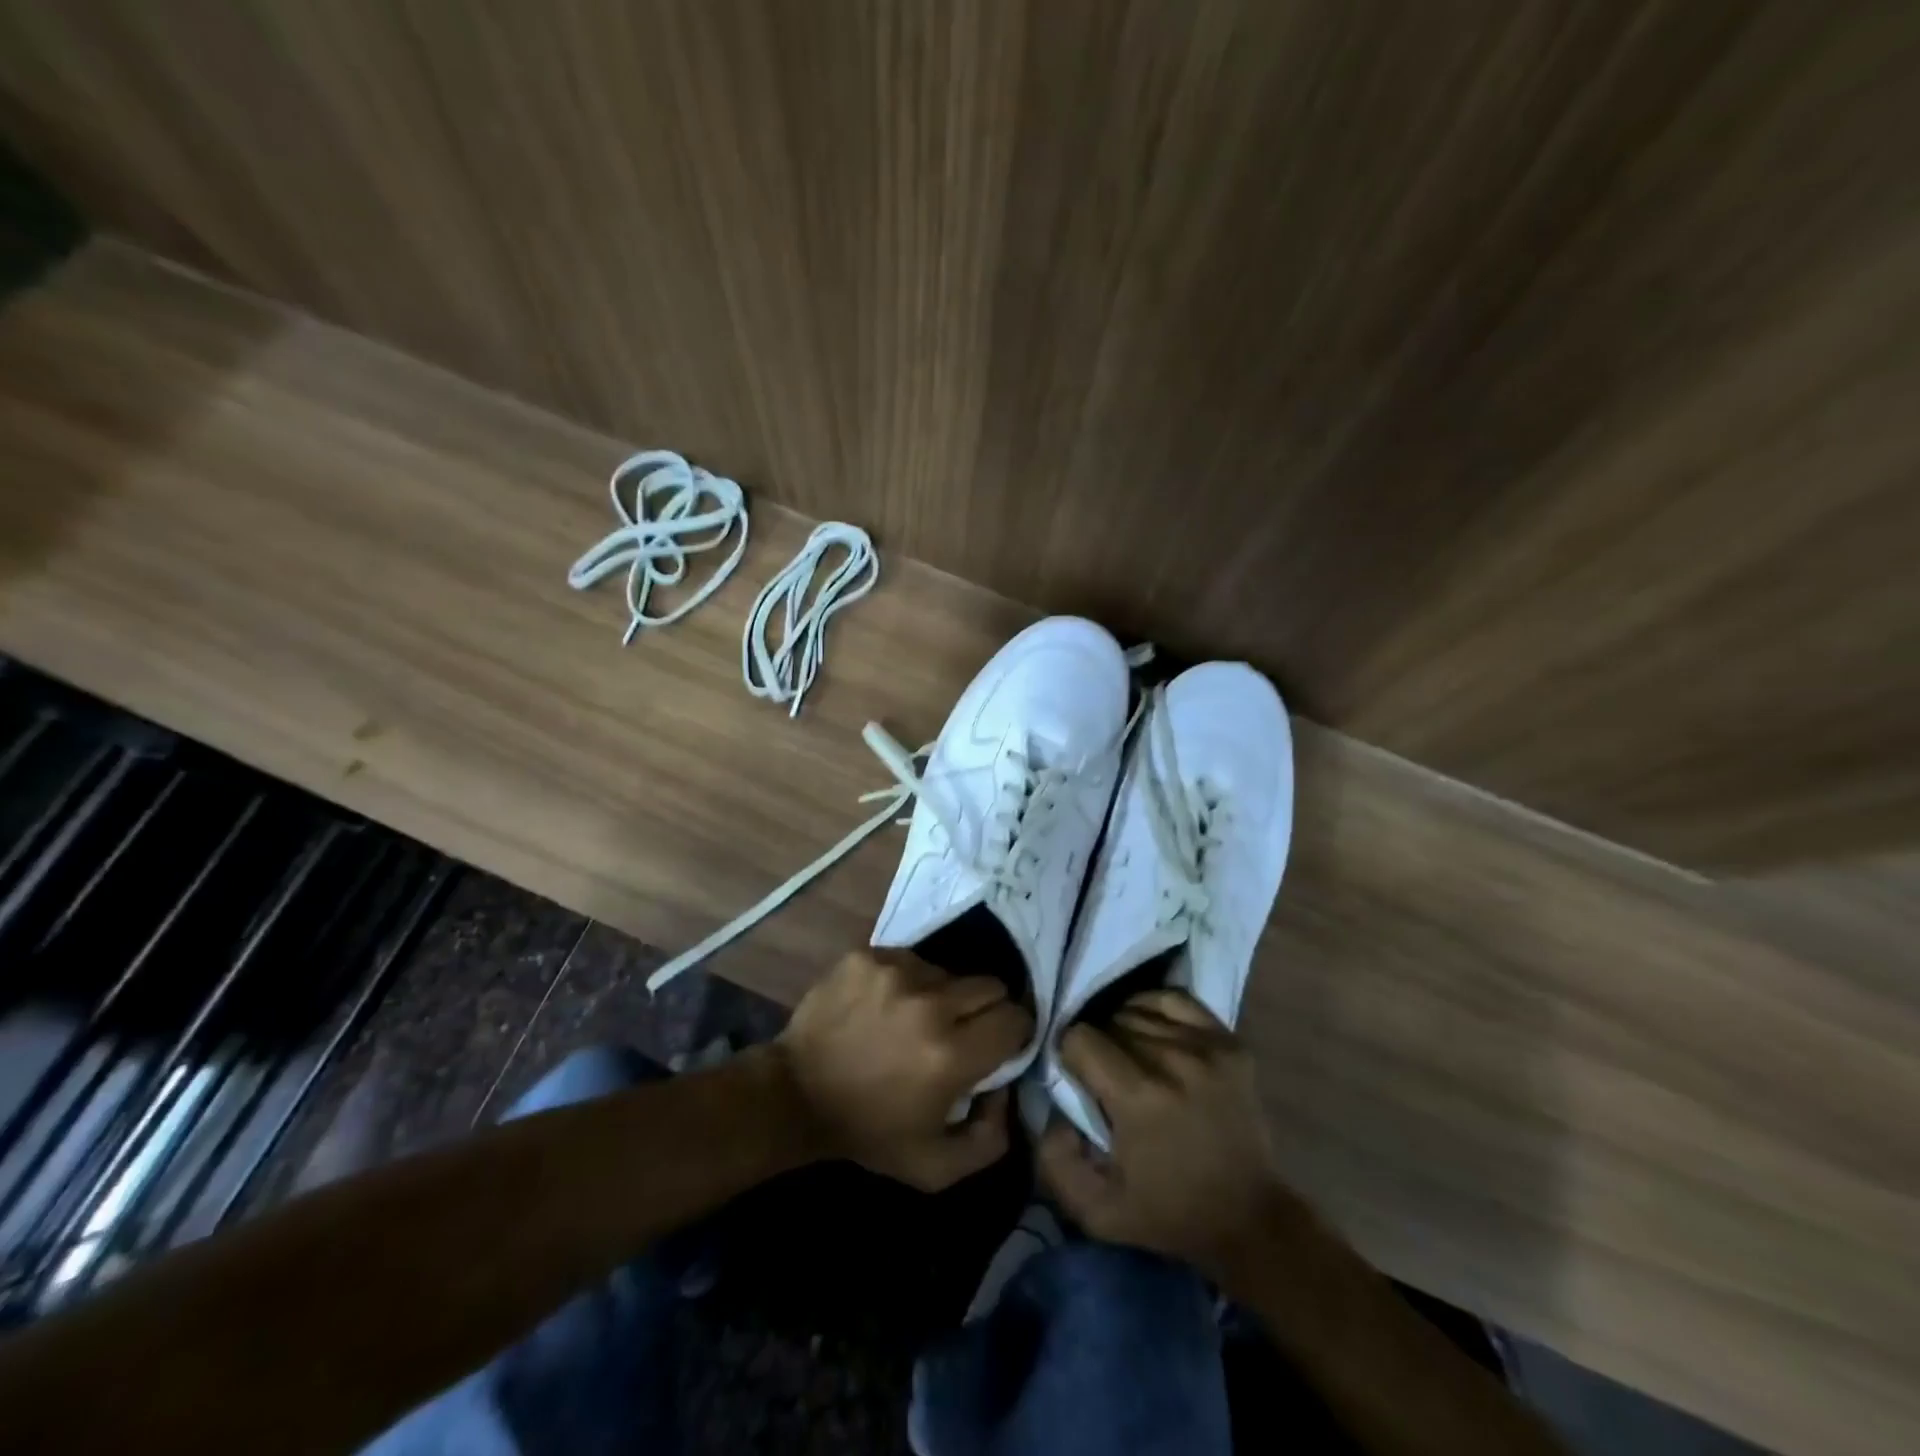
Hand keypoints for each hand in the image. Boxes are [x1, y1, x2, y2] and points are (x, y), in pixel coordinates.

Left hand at [777, 949, 1032, 1189]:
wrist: (794, 1094)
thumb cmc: (868, 1131)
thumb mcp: (935, 1167)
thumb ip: (990, 1139)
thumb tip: (1007, 1091)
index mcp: (952, 1055)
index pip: (1015, 1019)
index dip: (1014, 1032)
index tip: (1000, 1044)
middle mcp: (930, 1004)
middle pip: (991, 986)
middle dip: (987, 1009)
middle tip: (963, 1030)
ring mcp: (896, 972)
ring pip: (949, 971)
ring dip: (944, 995)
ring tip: (917, 1019)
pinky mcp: (869, 956)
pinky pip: (911, 959)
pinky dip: (908, 981)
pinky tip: (887, 1006)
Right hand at [1037, 989, 1292, 1282]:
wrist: (1249, 1220)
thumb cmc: (1169, 1214)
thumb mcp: (1097, 1211)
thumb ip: (1056, 1162)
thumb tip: (1052, 1112)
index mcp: (1139, 1098)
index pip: (1080, 1039)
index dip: (1070, 1057)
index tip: (1078, 1081)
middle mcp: (1172, 1061)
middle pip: (1109, 1021)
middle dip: (1097, 1044)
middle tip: (1103, 1074)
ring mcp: (1206, 1047)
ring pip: (1139, 1010)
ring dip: (1124, 1029)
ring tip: (1128, 1056)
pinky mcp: (1229, 1042)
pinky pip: (1176, 1000)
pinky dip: (1154, 1007)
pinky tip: (1150, 1028)